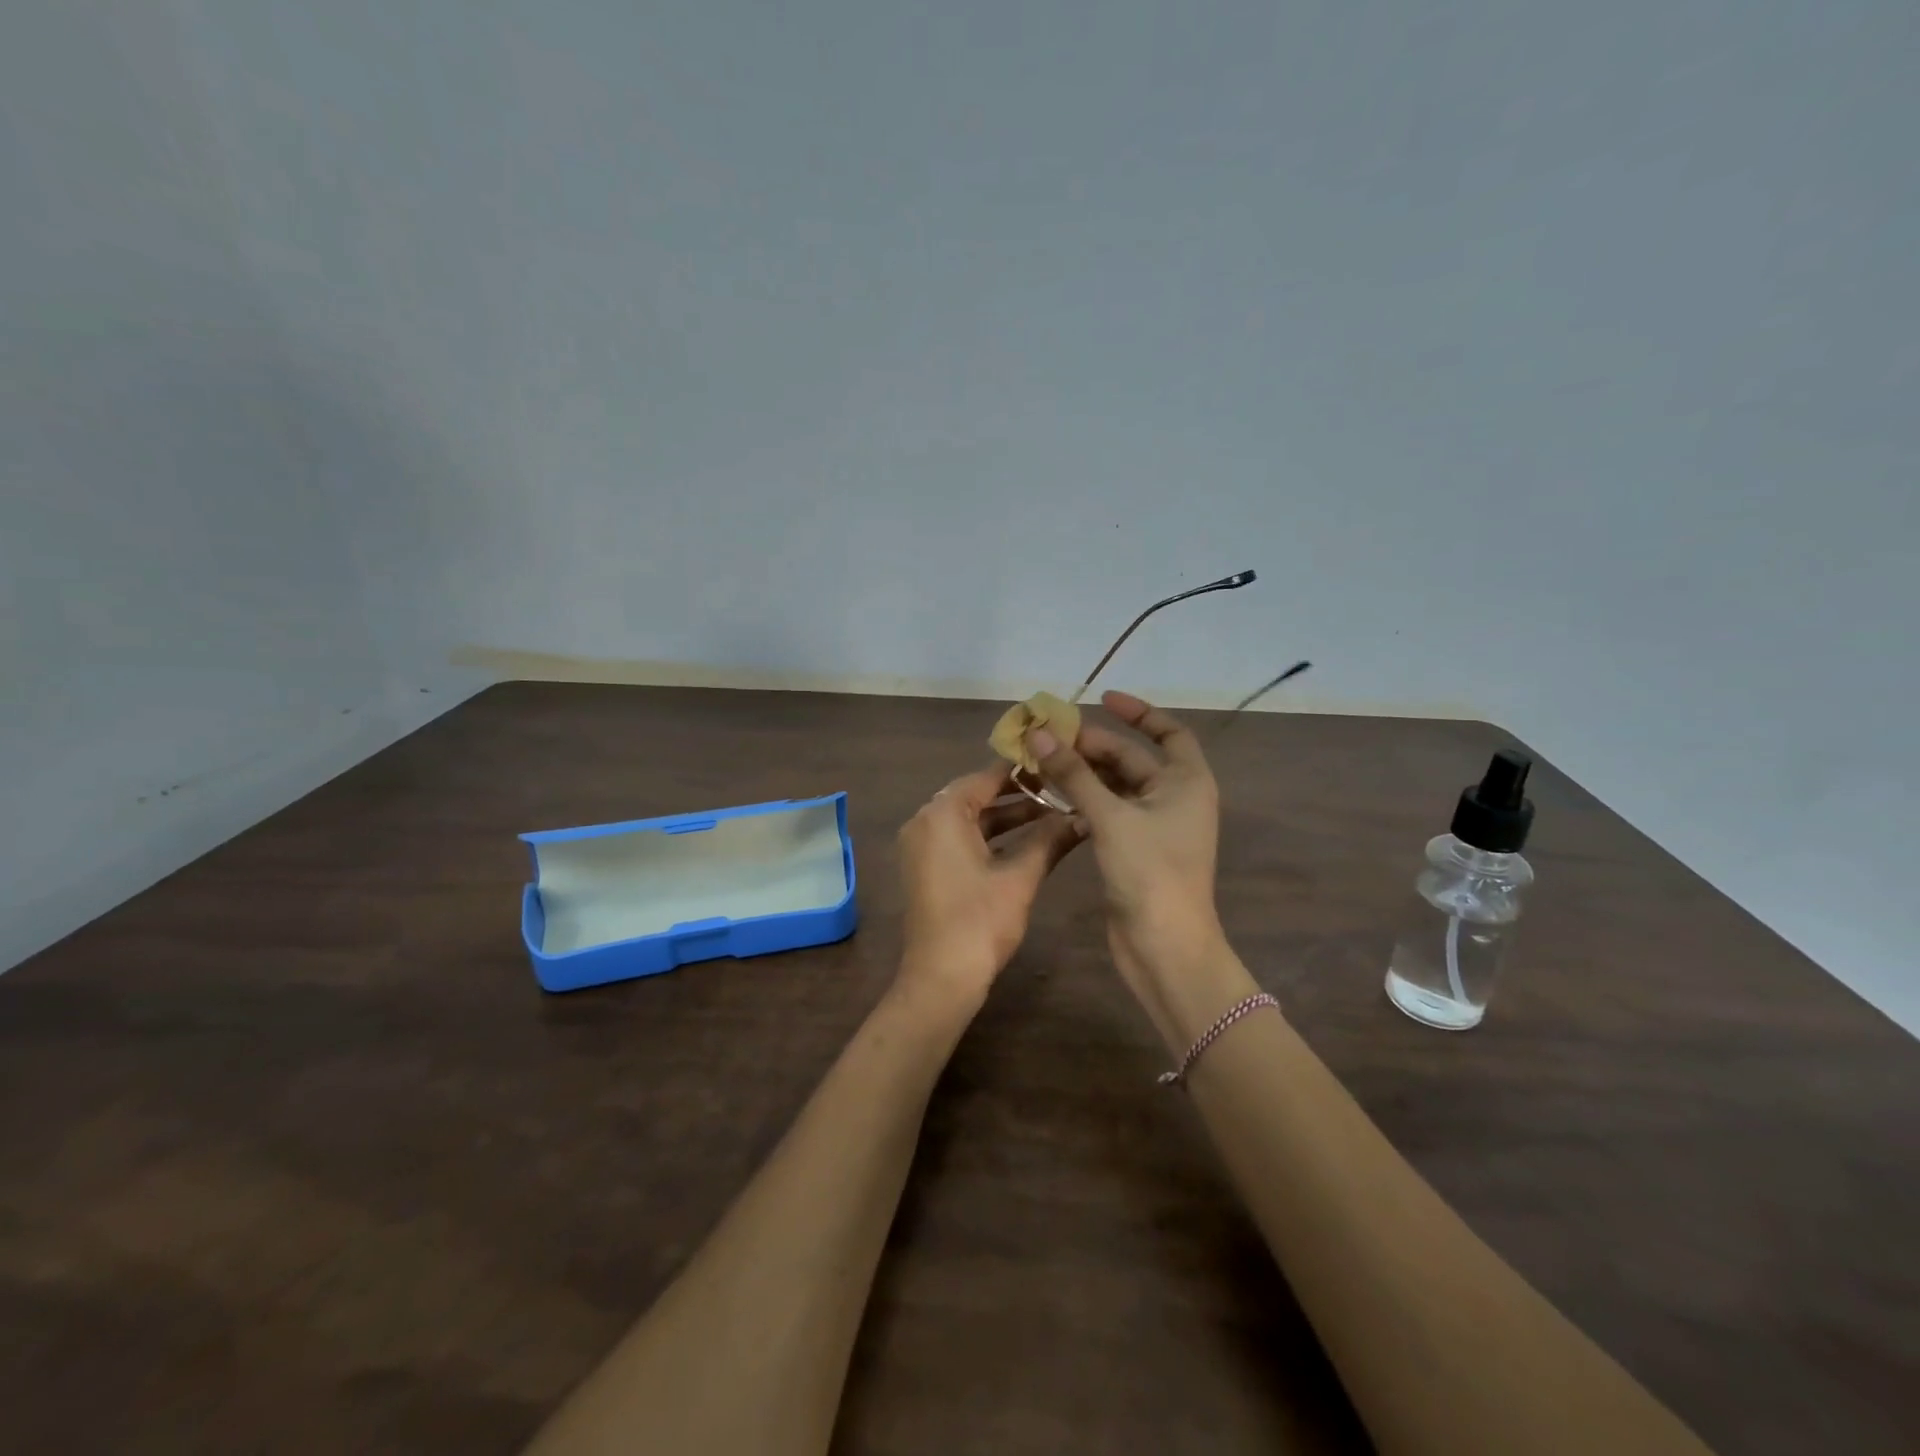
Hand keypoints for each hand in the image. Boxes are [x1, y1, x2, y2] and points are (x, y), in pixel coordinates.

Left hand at [894, 762, 1084, 1012]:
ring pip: (969, 819)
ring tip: (1051, 814)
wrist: (941, 978)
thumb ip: (1050, 840)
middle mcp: (925, 821)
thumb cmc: (980, 921)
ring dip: (1006, 818)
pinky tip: (1025, 841)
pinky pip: (959, 838)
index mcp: (942, 813)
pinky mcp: (925, 867)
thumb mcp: (1020, 877)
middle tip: (1059, 788)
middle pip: (976, 795)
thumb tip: (1083, 817)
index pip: (986, 777)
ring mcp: (921, 845)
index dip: (1023, 771)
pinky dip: (989, 838)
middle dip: (1018, 794)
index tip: (1055, 764)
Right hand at [1026, 692, 1234, 1039]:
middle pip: (1132, 759)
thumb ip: (1075, 775)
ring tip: (1043, 762)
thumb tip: (1040, 735)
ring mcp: (1154, 826)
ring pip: (1115, 787)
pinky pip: (1107, 812)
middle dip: (1093, 746)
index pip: (1169, 732)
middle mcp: (1174, 798)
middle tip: (1048, 738)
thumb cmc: (1150, 873)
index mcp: (1186, 782)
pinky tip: (1053, 797)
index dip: (1139, 712)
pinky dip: (1084, 801)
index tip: (1101, 699)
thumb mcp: (1111, 817)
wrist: (1164, 947)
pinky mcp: (1134, 850)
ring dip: (1083, 774)